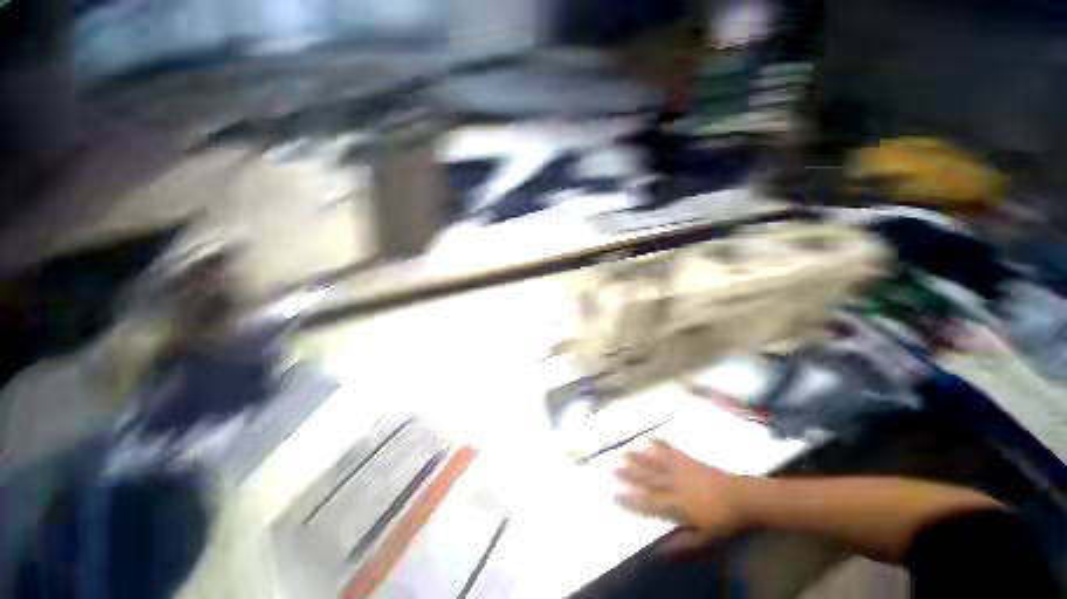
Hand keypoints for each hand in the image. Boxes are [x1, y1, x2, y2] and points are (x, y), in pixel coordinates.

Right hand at [615, 439, 752, 547]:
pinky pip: (670, 450)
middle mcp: (674, 484)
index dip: (630, 499)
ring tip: (623, 451)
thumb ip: (681, 545)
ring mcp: (680, 469)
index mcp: (677, 505)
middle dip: (628, 473)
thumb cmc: (723, 521)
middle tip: (611, 467)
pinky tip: (650, 439)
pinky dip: (659, 444)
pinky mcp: (687, 459)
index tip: (613, 494)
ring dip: (637, 456)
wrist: (742, 497)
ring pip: (654, 462)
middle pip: (647, 478)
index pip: (648, 502)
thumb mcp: (704, 539)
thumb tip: (658, 552)